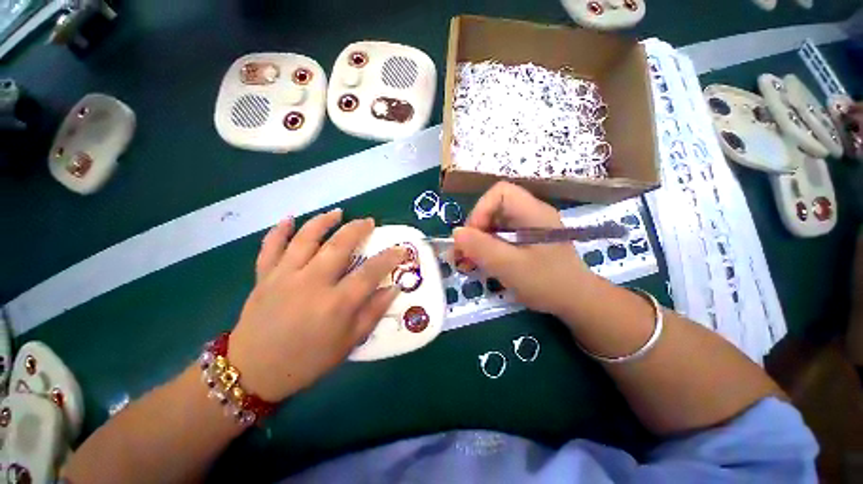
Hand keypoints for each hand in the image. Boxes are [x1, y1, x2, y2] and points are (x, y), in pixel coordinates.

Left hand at [227, 209, 404, 401]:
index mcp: (335, 304)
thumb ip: (373, 313)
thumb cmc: (307, 361)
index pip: (370, 272)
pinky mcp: (264, 277)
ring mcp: (284, 276)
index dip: (389, 257)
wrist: (253, 372)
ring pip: (305, 238)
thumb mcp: (348, 343)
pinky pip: (270, 247)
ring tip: (337, 212)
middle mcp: (311, 283)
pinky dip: (279, 230)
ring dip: (323, 221)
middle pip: (339, 246)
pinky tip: (289, 218)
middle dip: (357, 229)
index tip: (401, 248)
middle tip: (369, 222)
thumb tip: (393, 288)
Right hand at [453, 182, 595, 315]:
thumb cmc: (548, 283)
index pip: (500, 192)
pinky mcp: (524, 239)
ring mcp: (527, 227)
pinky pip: (499, 236)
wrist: (576, 302)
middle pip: (493, 208)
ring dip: (477, 241)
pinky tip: (478, 263)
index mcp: (533, 213)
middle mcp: (530, 214)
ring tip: (466, 262)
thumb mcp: (511, 267)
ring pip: (494, 223)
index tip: (472, 237)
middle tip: (463, 253)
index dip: (481, 210)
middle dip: (475, 229)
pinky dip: (485, 248)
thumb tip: (456, 232)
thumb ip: (482, 248)